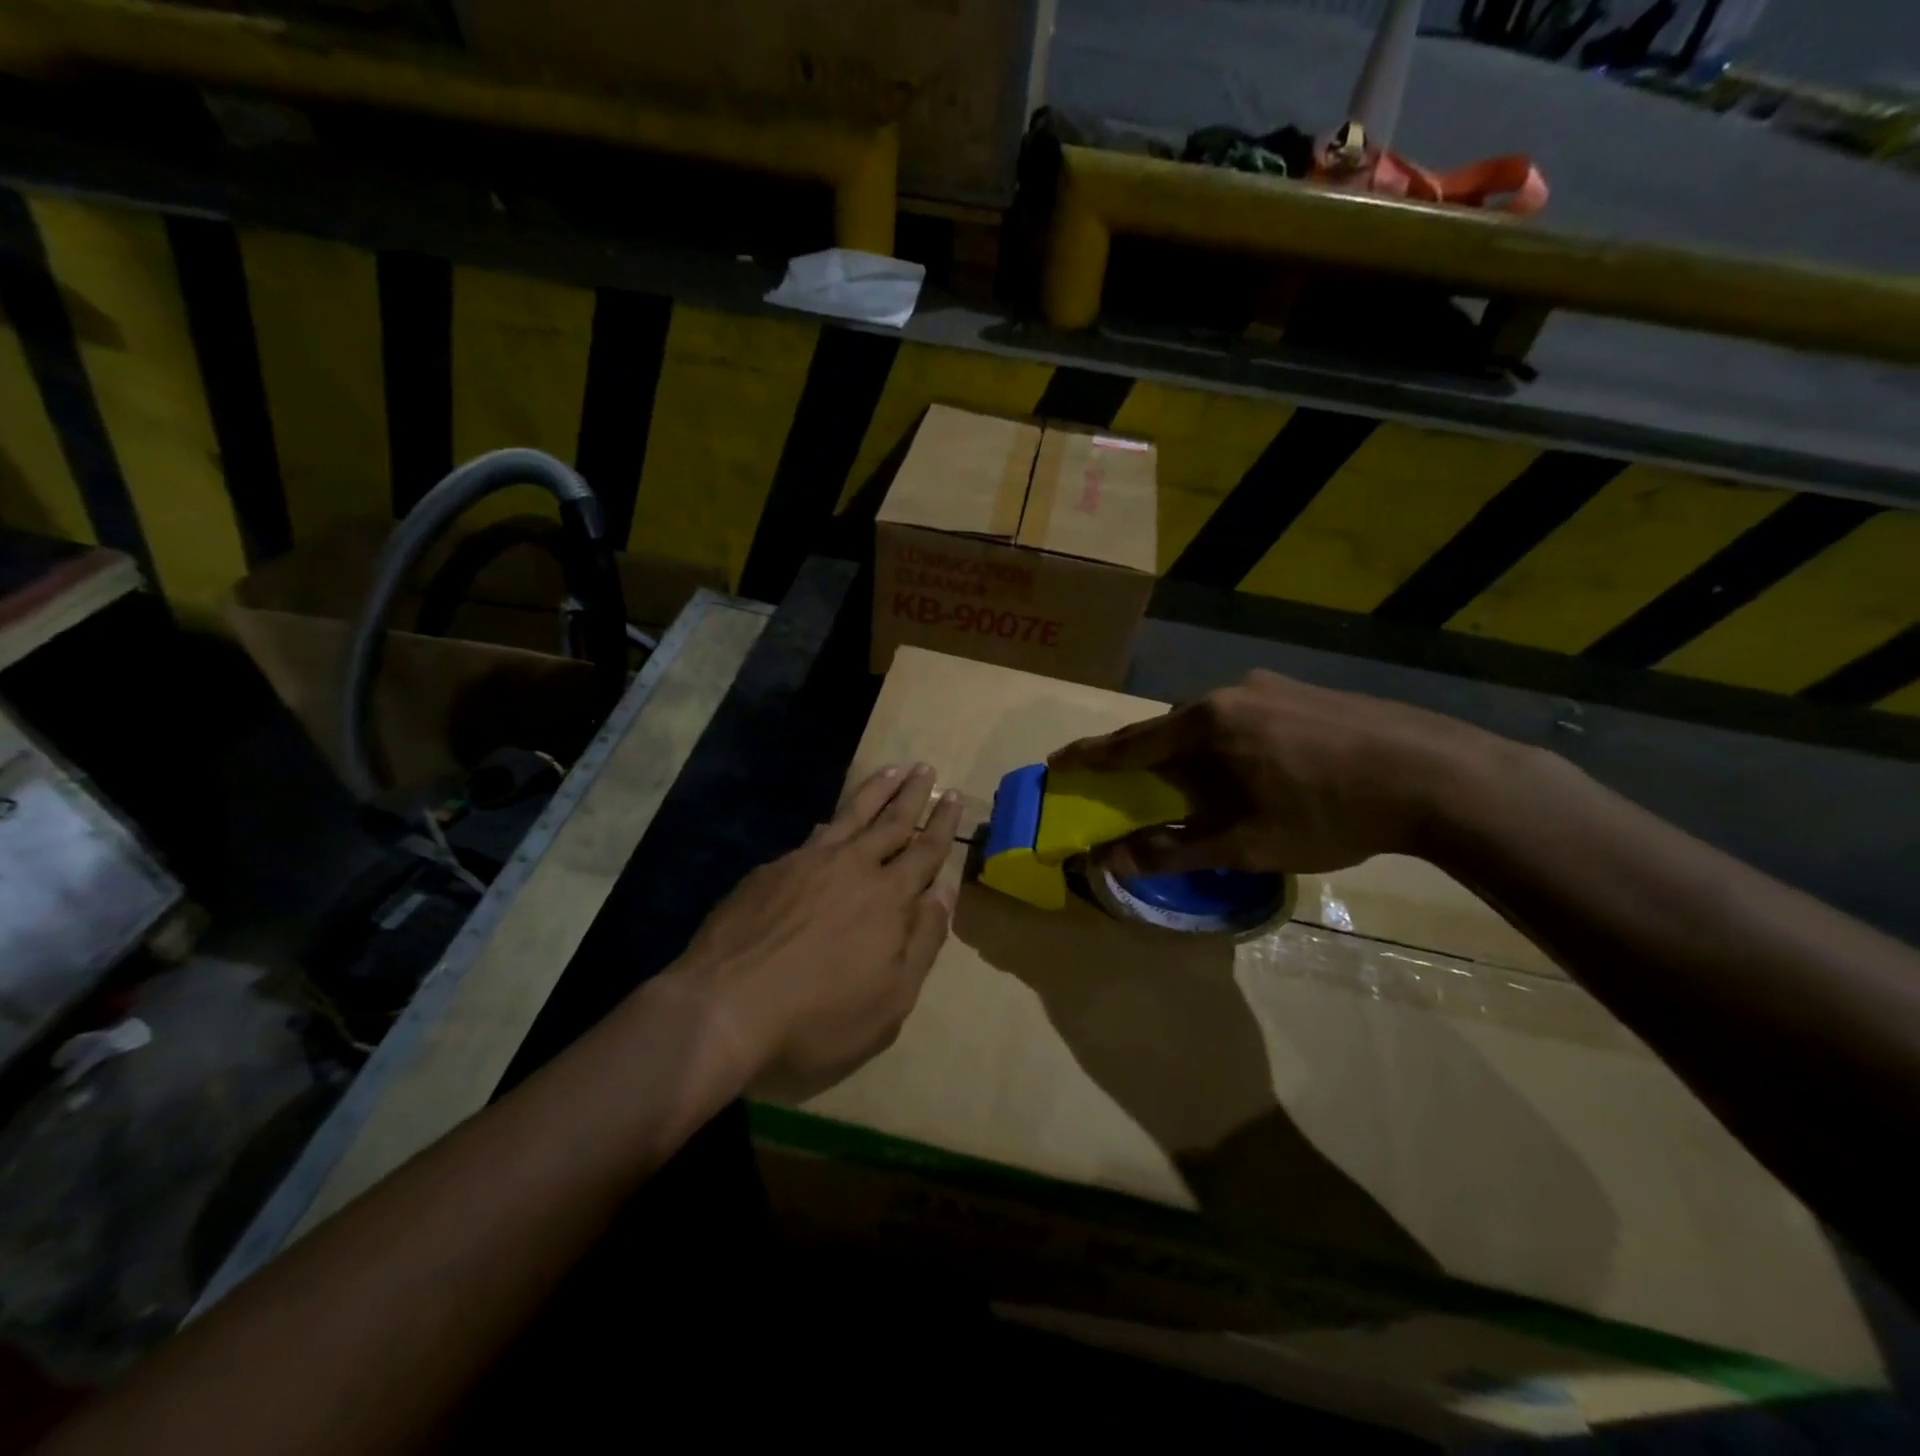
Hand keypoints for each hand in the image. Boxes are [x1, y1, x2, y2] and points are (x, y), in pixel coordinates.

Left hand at [676, 764, 961, 1090]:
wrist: (725, 1008)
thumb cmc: (818, 1016)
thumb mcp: (890, 999)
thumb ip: (922, 941)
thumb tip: (943, 891)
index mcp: (888, 898)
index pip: (924, 851)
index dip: (942, 824)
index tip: (954, 796)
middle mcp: (852, 867)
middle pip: (890, 821)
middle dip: (913, 794)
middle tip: (926, 768)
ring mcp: (807, 863)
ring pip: (851, 815)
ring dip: (875, 791)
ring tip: (892, 769)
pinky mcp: (771, 870)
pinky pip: (812, 836)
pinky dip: (831, 822)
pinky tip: (829, 822)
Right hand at [1050, 670, 1496, 875]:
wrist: (1441, 776)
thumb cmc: (1332, 812)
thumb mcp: (1249, 843)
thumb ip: (1176, 850)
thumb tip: (1111, 860)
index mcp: (1209, 724)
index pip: (1132, 742)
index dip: (1091, 756)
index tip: (1058, 761)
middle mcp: (1231, 693)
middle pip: (1169, 728)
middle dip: (1143, 756)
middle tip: (1126, 780)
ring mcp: (1271, 686)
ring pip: (1210, 721)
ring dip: (1190, 751)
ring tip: (1194, 782)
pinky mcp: (1304, 691)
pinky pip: (1244, 716)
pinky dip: (1228, 743)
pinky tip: (1252, 767)